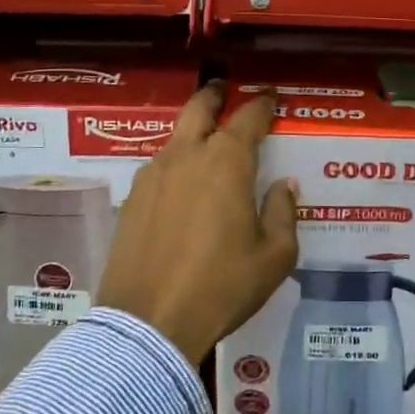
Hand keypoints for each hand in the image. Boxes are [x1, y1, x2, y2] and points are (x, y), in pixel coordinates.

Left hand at [96, 84, 299, 364]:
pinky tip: (182, 186)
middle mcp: (187, 156)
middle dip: (214, 94)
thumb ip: (283, 212)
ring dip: (192, 132)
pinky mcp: (131, 199)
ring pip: (175, 138)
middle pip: (198, 108)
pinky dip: (175, 164)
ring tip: (206, 144)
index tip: (271, 97)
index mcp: (226, 163)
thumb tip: (282, 186)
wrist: (150, 323)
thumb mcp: (274, 256)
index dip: (262, 104)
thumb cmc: (222, 287)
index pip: (249, 117)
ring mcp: (153, 176)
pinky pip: (159, 168)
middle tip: (224, 90)